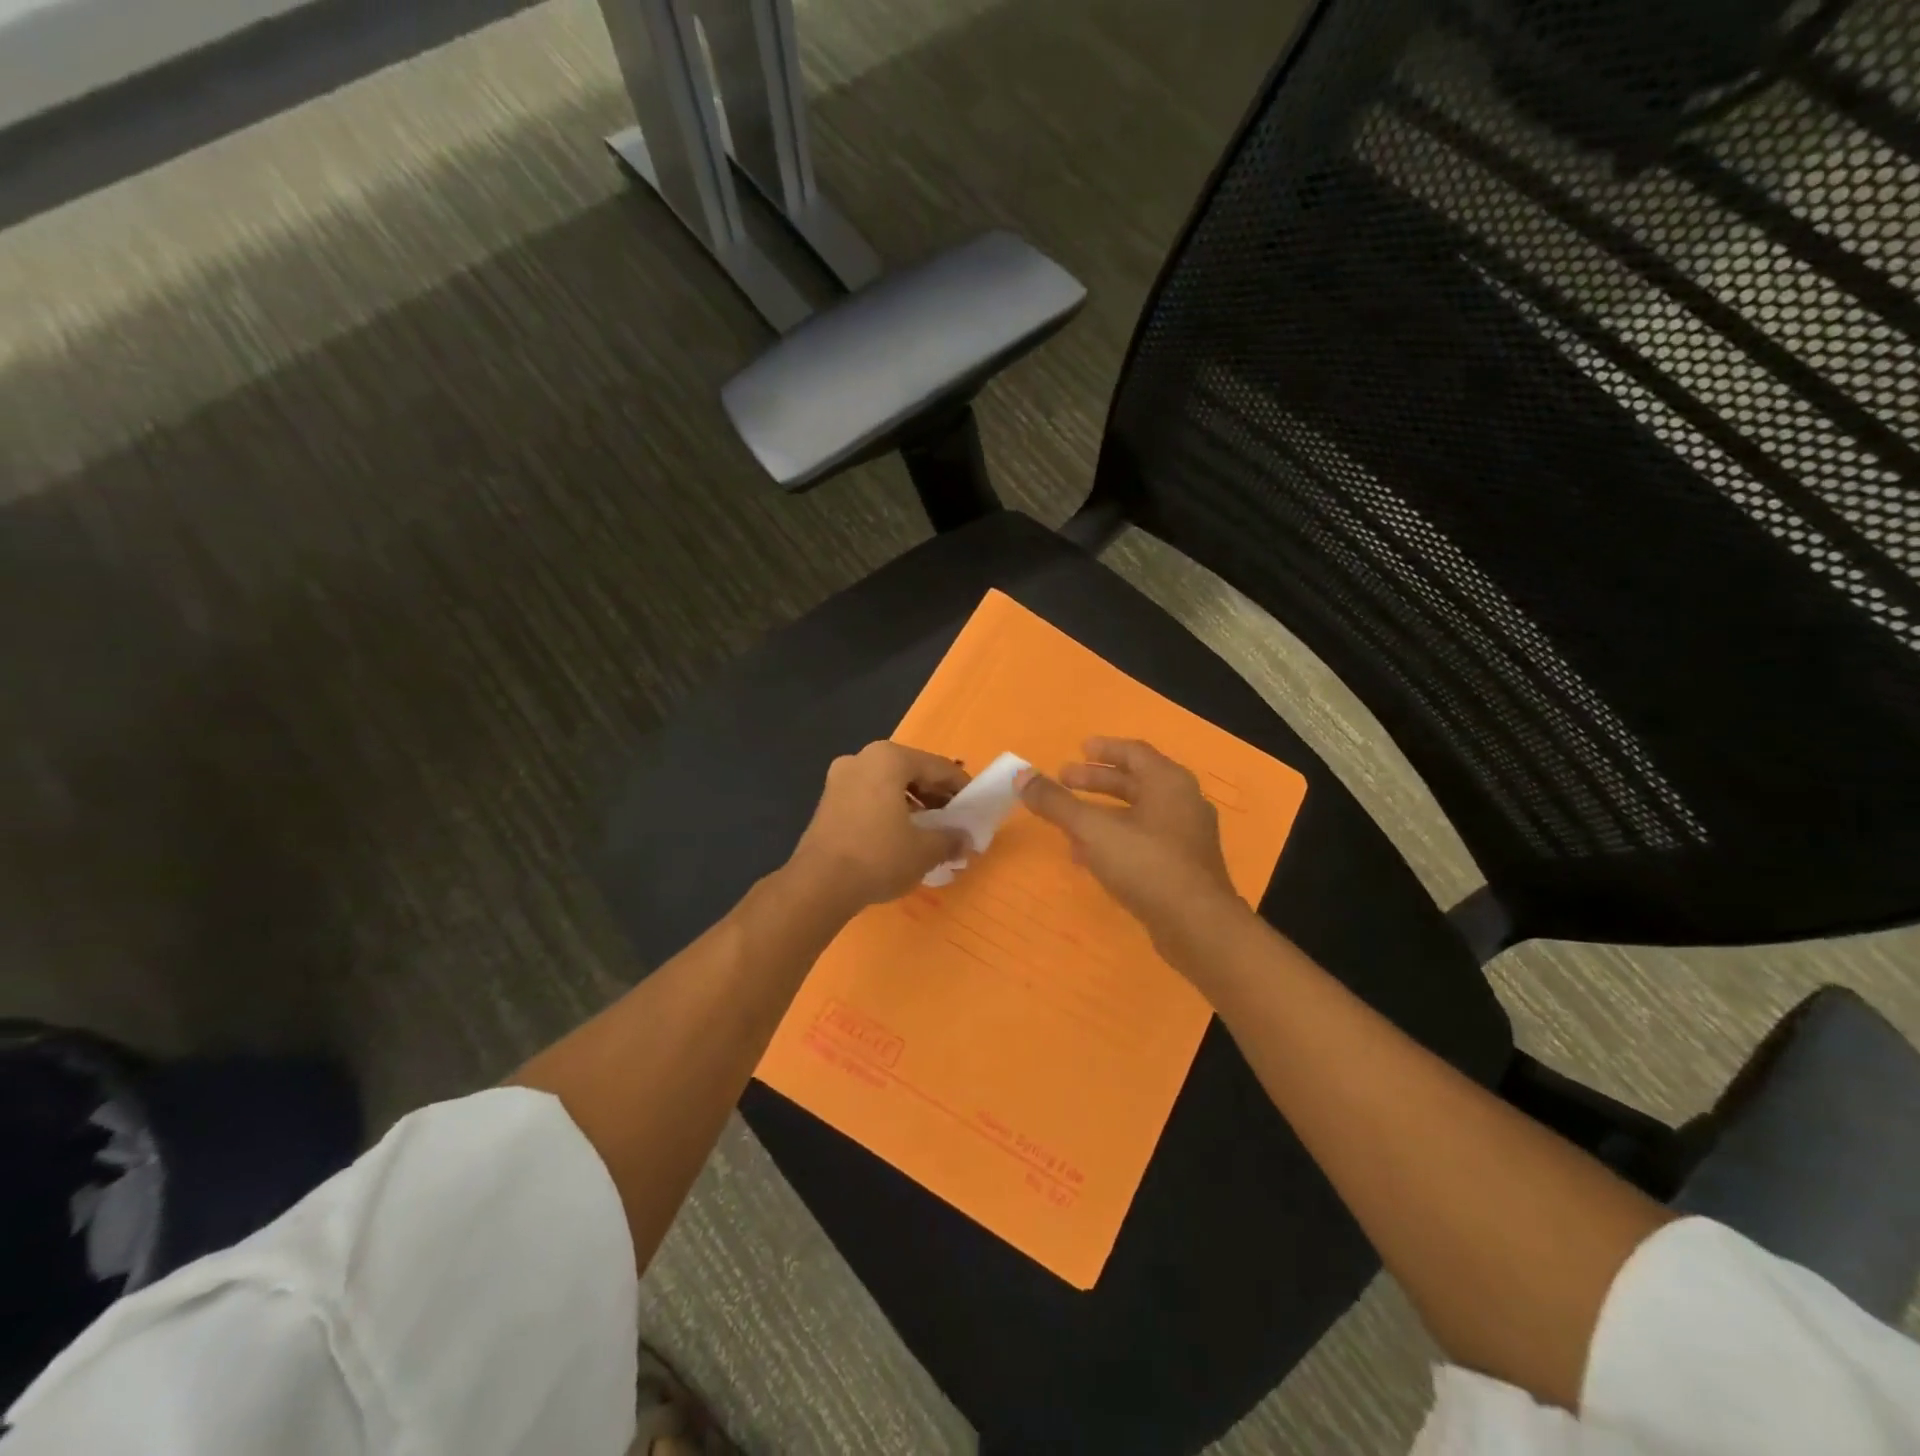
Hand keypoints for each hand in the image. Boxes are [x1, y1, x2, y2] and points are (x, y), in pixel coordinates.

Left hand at [787, 741, 970, 915]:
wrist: (819, 885)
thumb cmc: (878, 856)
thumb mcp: (925, 850)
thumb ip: (951, 839)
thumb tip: (966, 841)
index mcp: (888, 758)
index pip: (938, 767)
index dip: (961, 788)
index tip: (976, 807)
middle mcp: (862, 758)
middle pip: (911, 772)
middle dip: (935, 796)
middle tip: (954, 820)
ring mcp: (840, 778)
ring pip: (889, 785)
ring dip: (913, 804)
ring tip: (930, 831)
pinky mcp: (827, 801)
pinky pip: (869, 797)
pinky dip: (889, 810)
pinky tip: (901, 836)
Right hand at [1021, 737, 1248, 962]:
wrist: (1198, 927)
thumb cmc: (1147, 865)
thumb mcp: (1093, 830)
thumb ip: (1057, 803)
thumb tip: (1021, 776)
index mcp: (1169, 782)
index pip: (1134, 752)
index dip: (1104, 749)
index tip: (1077, 750)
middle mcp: (1183, 802)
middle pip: (1135, 782)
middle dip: (1097, 781)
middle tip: (1064, 781)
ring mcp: (1187, 837)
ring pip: (1138, 814)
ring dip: (1103, 813)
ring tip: (1069, 823)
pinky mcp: (1184, 867)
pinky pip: (1144, 841)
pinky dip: (1116, 839)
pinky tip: (1090, 858)